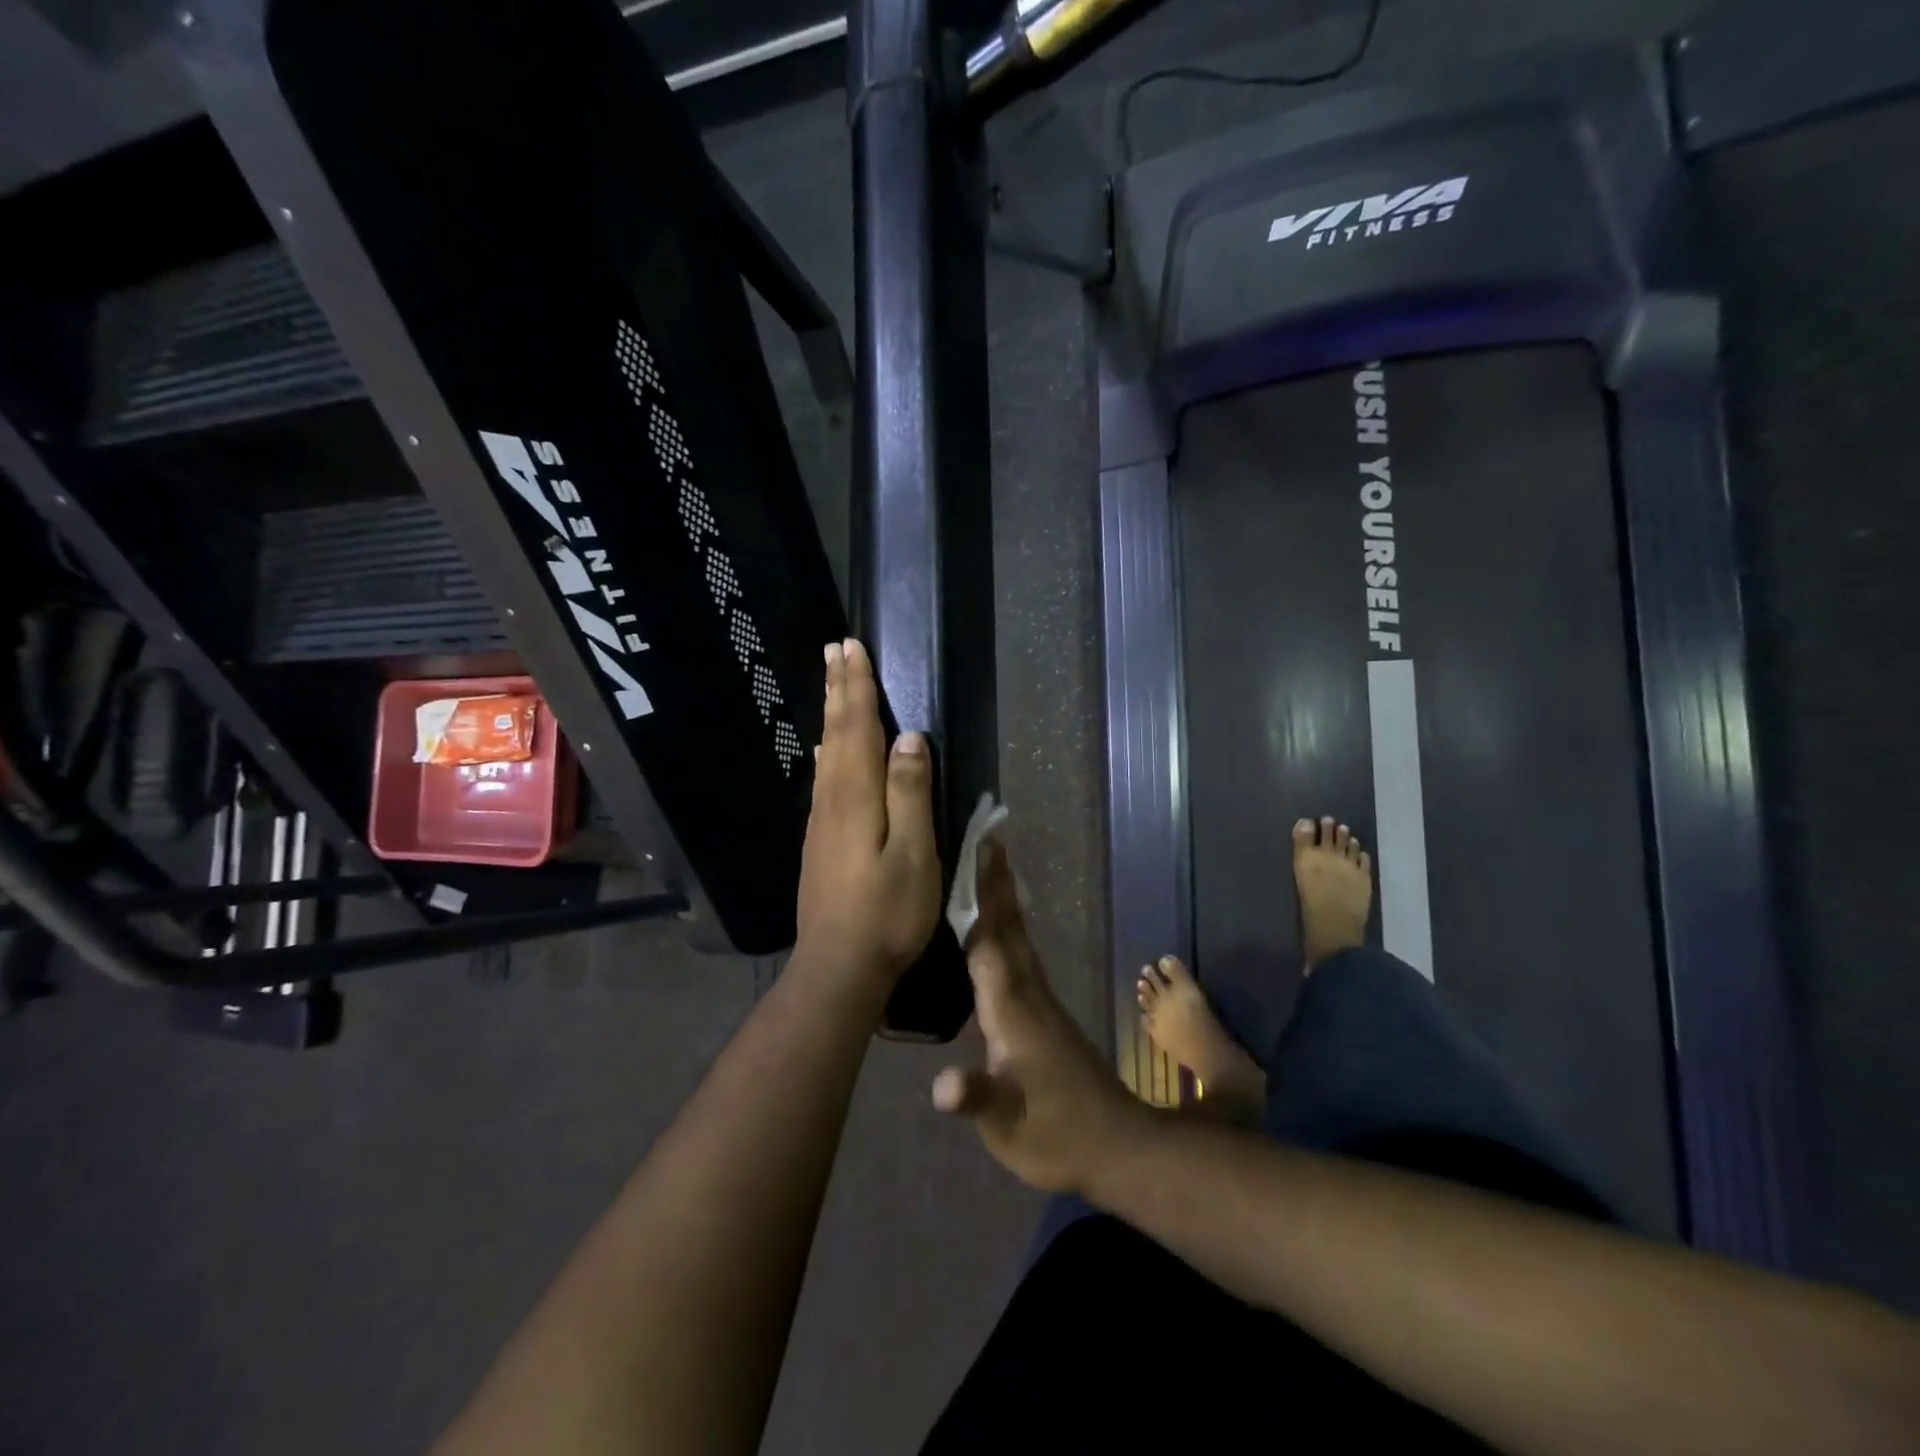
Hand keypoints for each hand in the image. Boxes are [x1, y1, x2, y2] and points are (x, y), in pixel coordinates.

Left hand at [794, 639, 942, 989]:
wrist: (838, 967)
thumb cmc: (887, 913)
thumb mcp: (914, 853)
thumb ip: (911, 793)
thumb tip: (911, 738)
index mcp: (856, 797)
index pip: (857, 728)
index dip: (856, 688)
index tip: (852, 648)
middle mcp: (831, 800)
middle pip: (835, 733)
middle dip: (838, 689)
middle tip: (834, 650)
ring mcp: (820, 822)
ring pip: (826, 754)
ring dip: (830, 714)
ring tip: (831, 685)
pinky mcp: (819, 841)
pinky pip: (823, 779)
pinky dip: (826, 751)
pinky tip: (825, 752)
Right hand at [932, 838, 1144, 1194]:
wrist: (1118, 1145)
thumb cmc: (1057, 1135)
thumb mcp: (1010, 1127)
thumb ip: (978, 1099)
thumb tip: (942, 1085)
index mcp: (1013, 1009)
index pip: (989, 943)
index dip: (979, 898)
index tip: (975, 853)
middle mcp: (1028, 992)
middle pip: (1008, 927)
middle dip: (994, 882)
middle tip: (985, 837)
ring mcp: (1040, 1000)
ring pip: (1017, 937)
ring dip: (1003, 898)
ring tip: (990, 866)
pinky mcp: (1046, 1012)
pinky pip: (1020, 953)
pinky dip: (1008, 926)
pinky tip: (1001, 926)